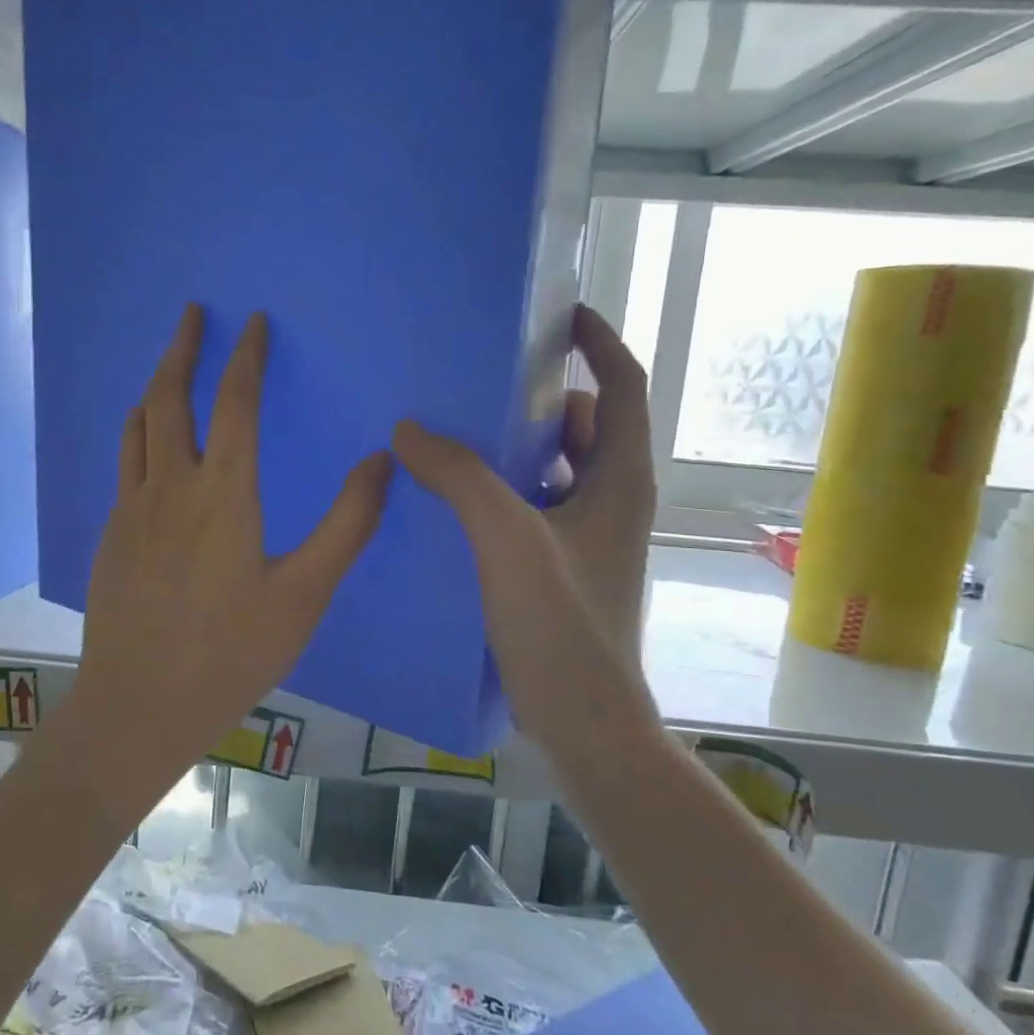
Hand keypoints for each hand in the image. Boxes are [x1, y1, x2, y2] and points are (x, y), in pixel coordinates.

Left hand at [74, 305, 393, 779]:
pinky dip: (139, 434)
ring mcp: (132, 510)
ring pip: (137, 427)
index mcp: (223, 492)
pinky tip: (148, 448)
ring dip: (154, 388)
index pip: (234, 402)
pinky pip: (125, 464)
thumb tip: (381, 460)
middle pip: (169, 397)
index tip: (251, 321)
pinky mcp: (112, 536)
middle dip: (182, 349)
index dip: (244, 357)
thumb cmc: (231, 652)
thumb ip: (347, 525)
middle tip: (192, 314)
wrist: (140, 703)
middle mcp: (170, 486)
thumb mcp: (304, 594)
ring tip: (167, 369)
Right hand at [392, 305, 655, 743]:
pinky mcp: (561, 567)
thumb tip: (410, 429)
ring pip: (556, 470)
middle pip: (586, 427)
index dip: (598, 343)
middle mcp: (612, 501)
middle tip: (484, 378)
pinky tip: (453, 499)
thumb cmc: (561, 625)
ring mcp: (588, 537)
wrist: (583, 720)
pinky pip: (533, 507)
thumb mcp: (507, 540)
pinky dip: (502, 491)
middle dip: (543, 397)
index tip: (560, 314)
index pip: (623, 388)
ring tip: (457, 433)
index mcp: (620, 481)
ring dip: (516, 448)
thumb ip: (461, 478)